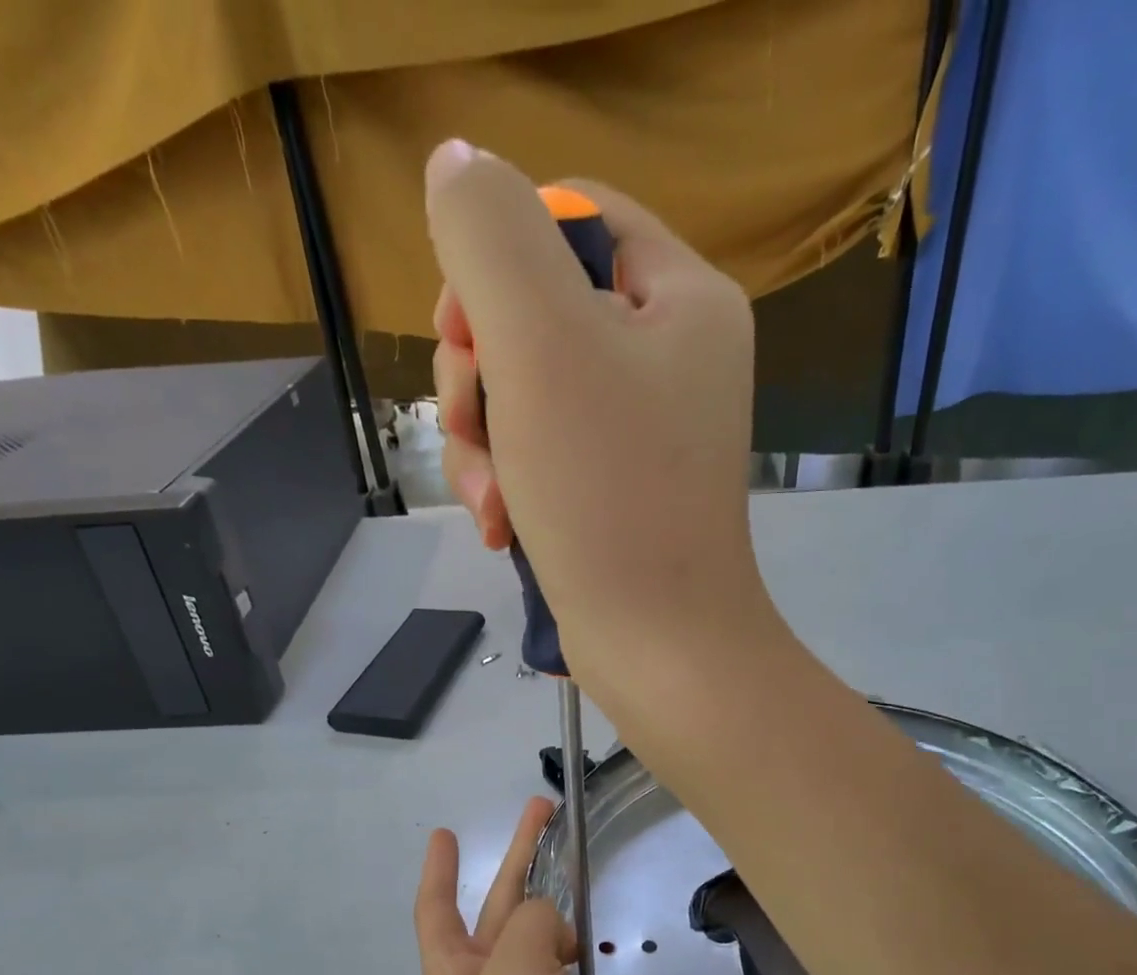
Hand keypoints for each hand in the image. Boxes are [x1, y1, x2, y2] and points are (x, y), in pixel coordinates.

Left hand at [414, 796, 620, 974]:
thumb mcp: (515, 968)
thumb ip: (532, 921)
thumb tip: (554, 933)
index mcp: (455, 972)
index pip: (437, 906)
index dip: (439, 867)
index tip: (444, 831)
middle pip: (499, 906)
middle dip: (519, 857)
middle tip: (545, 809)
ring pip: (539, 936)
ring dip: (557, 902)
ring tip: (589, 869)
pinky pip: (567, 972)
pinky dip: (580, 946)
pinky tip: (606, 933)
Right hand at [423, 140, 773, 700]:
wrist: (657, 647)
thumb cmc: (608, 495)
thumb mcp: (541, 345)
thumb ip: (492, 239)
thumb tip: (456, 165)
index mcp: (679, 301)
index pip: (574, 220)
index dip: (500, 258)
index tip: (466, 328)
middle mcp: (668, 358)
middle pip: (536, 313)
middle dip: (481, 373)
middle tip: (475, 427)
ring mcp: (641, 432)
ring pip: (524, 393)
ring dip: (484, 442)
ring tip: (490, 502)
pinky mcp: (613, 491)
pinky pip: (537, 454)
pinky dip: (507, 483)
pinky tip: (498, 526)